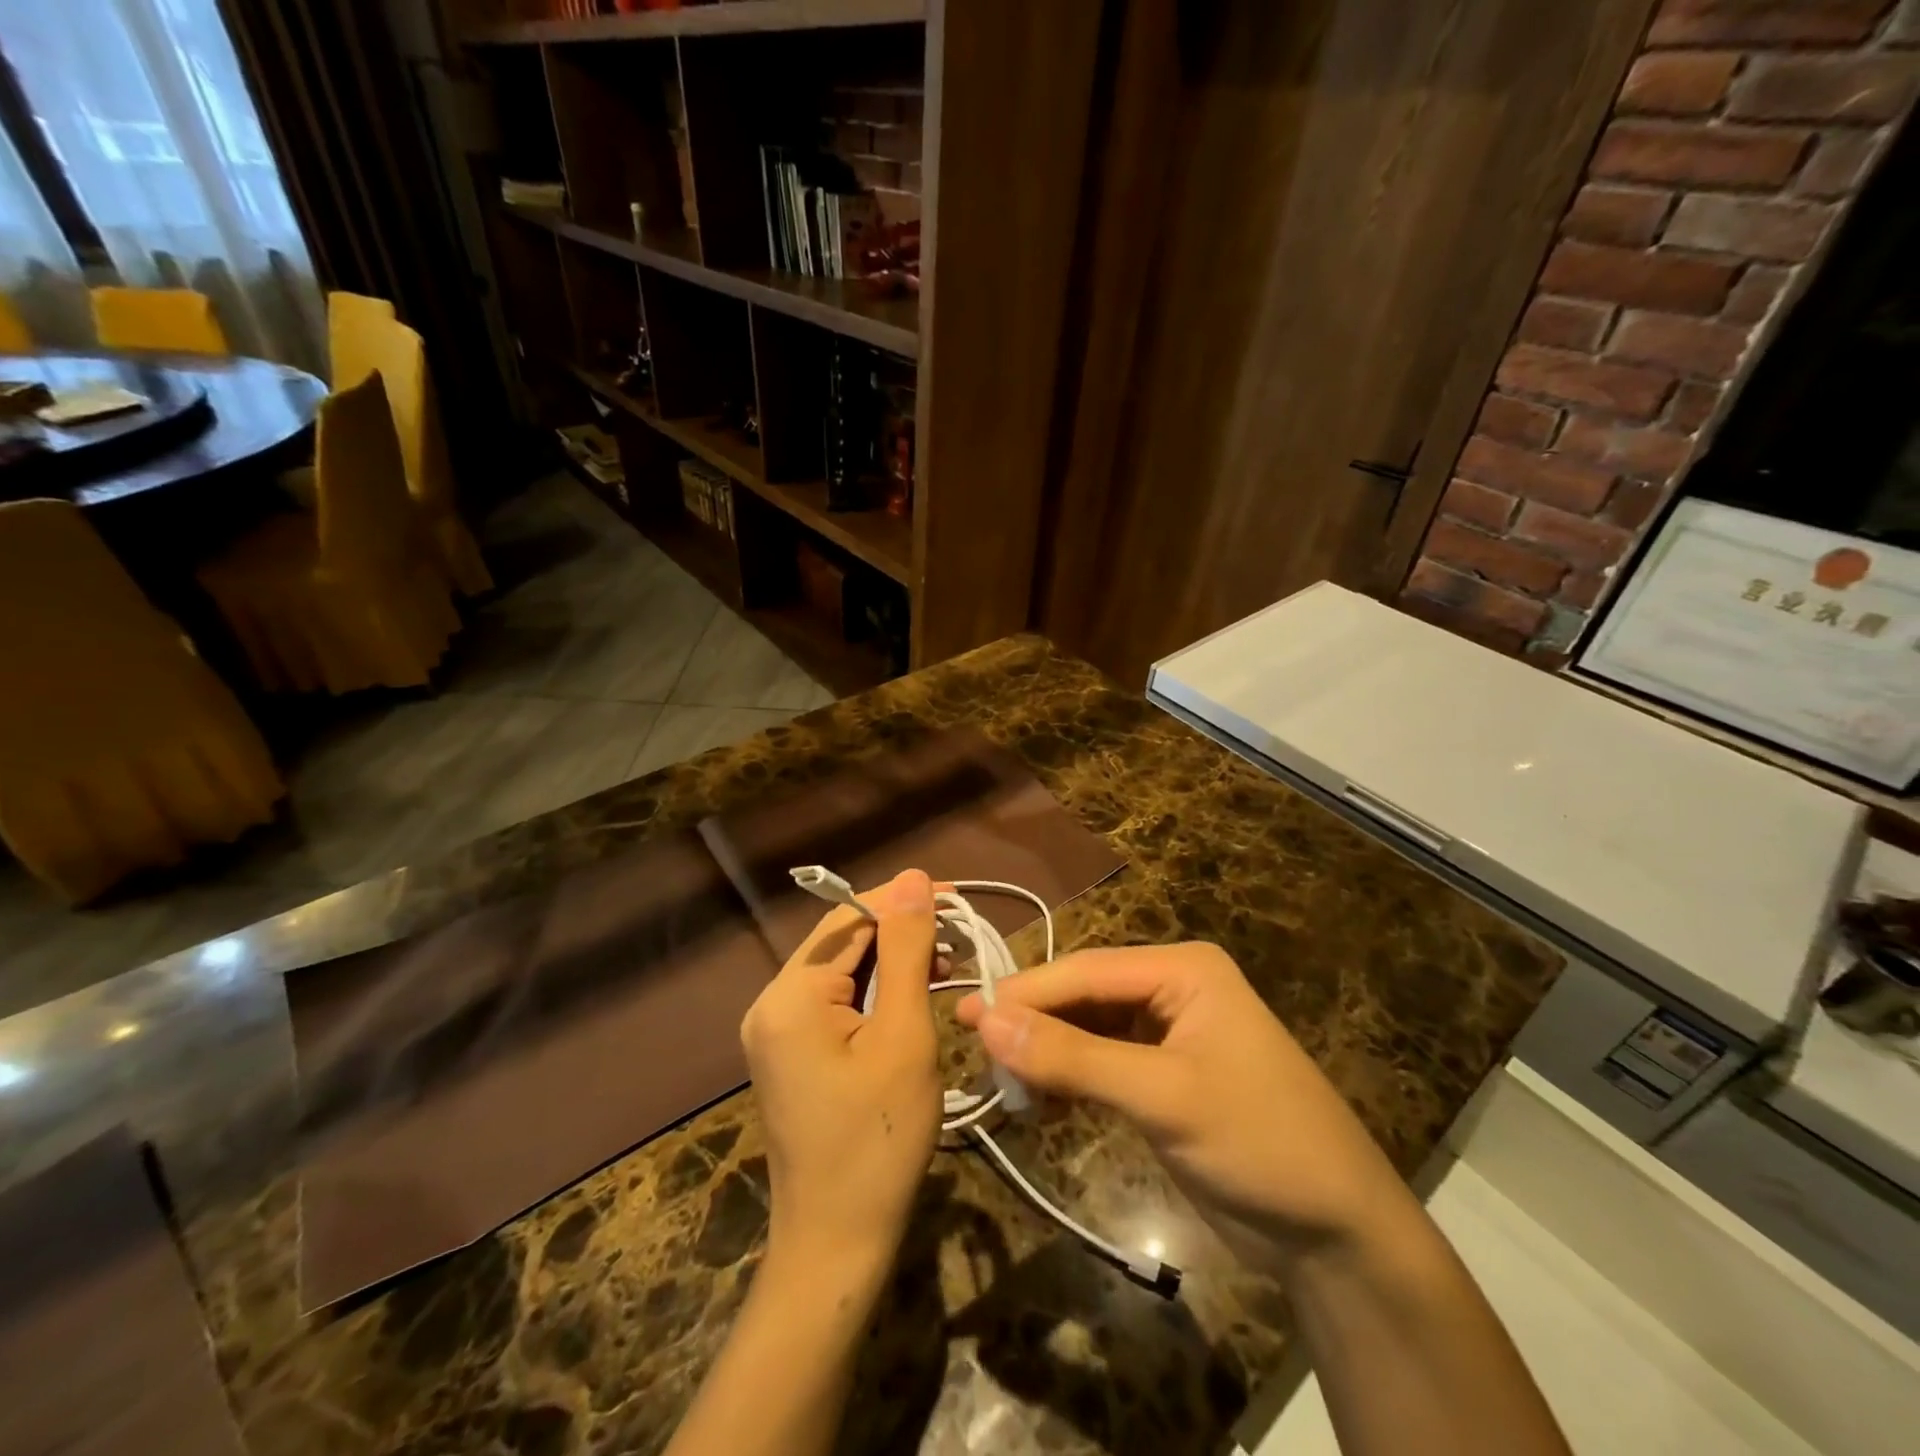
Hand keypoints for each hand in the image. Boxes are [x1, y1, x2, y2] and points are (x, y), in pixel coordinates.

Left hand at [741, 869, 941, 1277]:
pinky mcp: (789, 1052)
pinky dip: (876, 992)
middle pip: (843, 941)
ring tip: (947, 965)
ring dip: (893, 961)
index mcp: (790, 995)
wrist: (837, 1244)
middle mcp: (771, 1002)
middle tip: (961, 938)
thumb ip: (907, 951)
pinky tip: (914, 996)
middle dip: (901, 932)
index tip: (956, 898)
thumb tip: (913, 878)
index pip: (850, 918)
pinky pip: (835, 1001)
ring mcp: (775, 1030)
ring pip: (842, 969)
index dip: (903, 901)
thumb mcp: (904, 1036)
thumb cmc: (879, 1142)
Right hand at [956, 942, 1419, 1267]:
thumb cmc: (1258, 1142)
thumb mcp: (1162, 1095)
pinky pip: (1100, 1062)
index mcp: (1182, 969)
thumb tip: (988, 1021)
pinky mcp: (1162, 1076)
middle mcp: (1172, 988)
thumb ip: (1073, 1057)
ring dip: (1047, 1052)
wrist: (1337, 1233)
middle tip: (974, 1046)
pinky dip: (1069, 1079)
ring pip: (1087, 1029)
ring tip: (1000, 1079)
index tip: (968, 1014)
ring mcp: (1167, 1033)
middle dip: (1034, 1023)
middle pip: (1083, 996)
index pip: (1085, 970)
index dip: (1026, 992)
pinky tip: (1039, 1101)